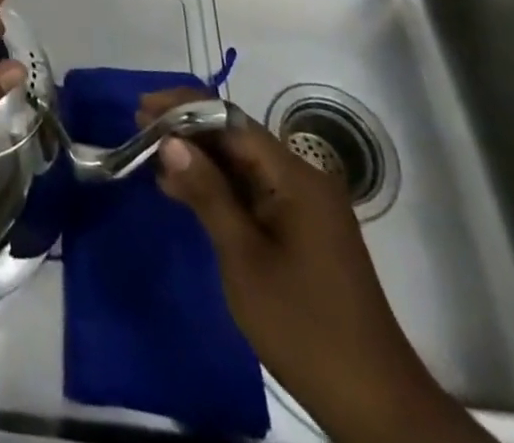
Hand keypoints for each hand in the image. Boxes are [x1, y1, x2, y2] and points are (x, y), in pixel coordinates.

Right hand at [139, 89, 490, 442]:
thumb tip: (170, 140)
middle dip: (187, 130)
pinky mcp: (302, 232)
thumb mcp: (243, 258)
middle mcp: (303, 180)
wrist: (374, 405)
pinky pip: (253, 192)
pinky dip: (218, 188)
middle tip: (139, 128)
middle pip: (237, 138)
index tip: (142, 108)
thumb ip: (207, 192)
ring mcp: (305, 207)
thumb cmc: (303, 325)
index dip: (184, 108)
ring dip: (199, 159)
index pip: (231, 121)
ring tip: (151, 156)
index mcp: (295, 177)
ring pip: (243, 165)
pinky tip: (184, 193)